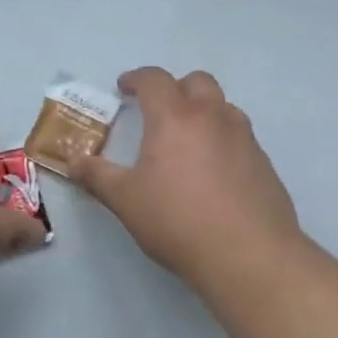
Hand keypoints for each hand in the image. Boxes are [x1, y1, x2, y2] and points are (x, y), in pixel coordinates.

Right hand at [69, 66, 303, 292]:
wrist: (251, 258)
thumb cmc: (178, 221)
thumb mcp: (125, 200)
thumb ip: (97, 175)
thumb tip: (72, 160)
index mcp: (174, 117)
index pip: (154, 79)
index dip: (136, 78)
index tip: (123, 88)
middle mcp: (211, 117)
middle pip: (197, 81)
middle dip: (175, 87)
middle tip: (159, 110)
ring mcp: (244, 139)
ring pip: (224, 107)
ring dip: (204, 111)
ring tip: (188, 139)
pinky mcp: (265, 165)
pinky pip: (241, 137)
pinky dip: (224, 140)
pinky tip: (215, 173)